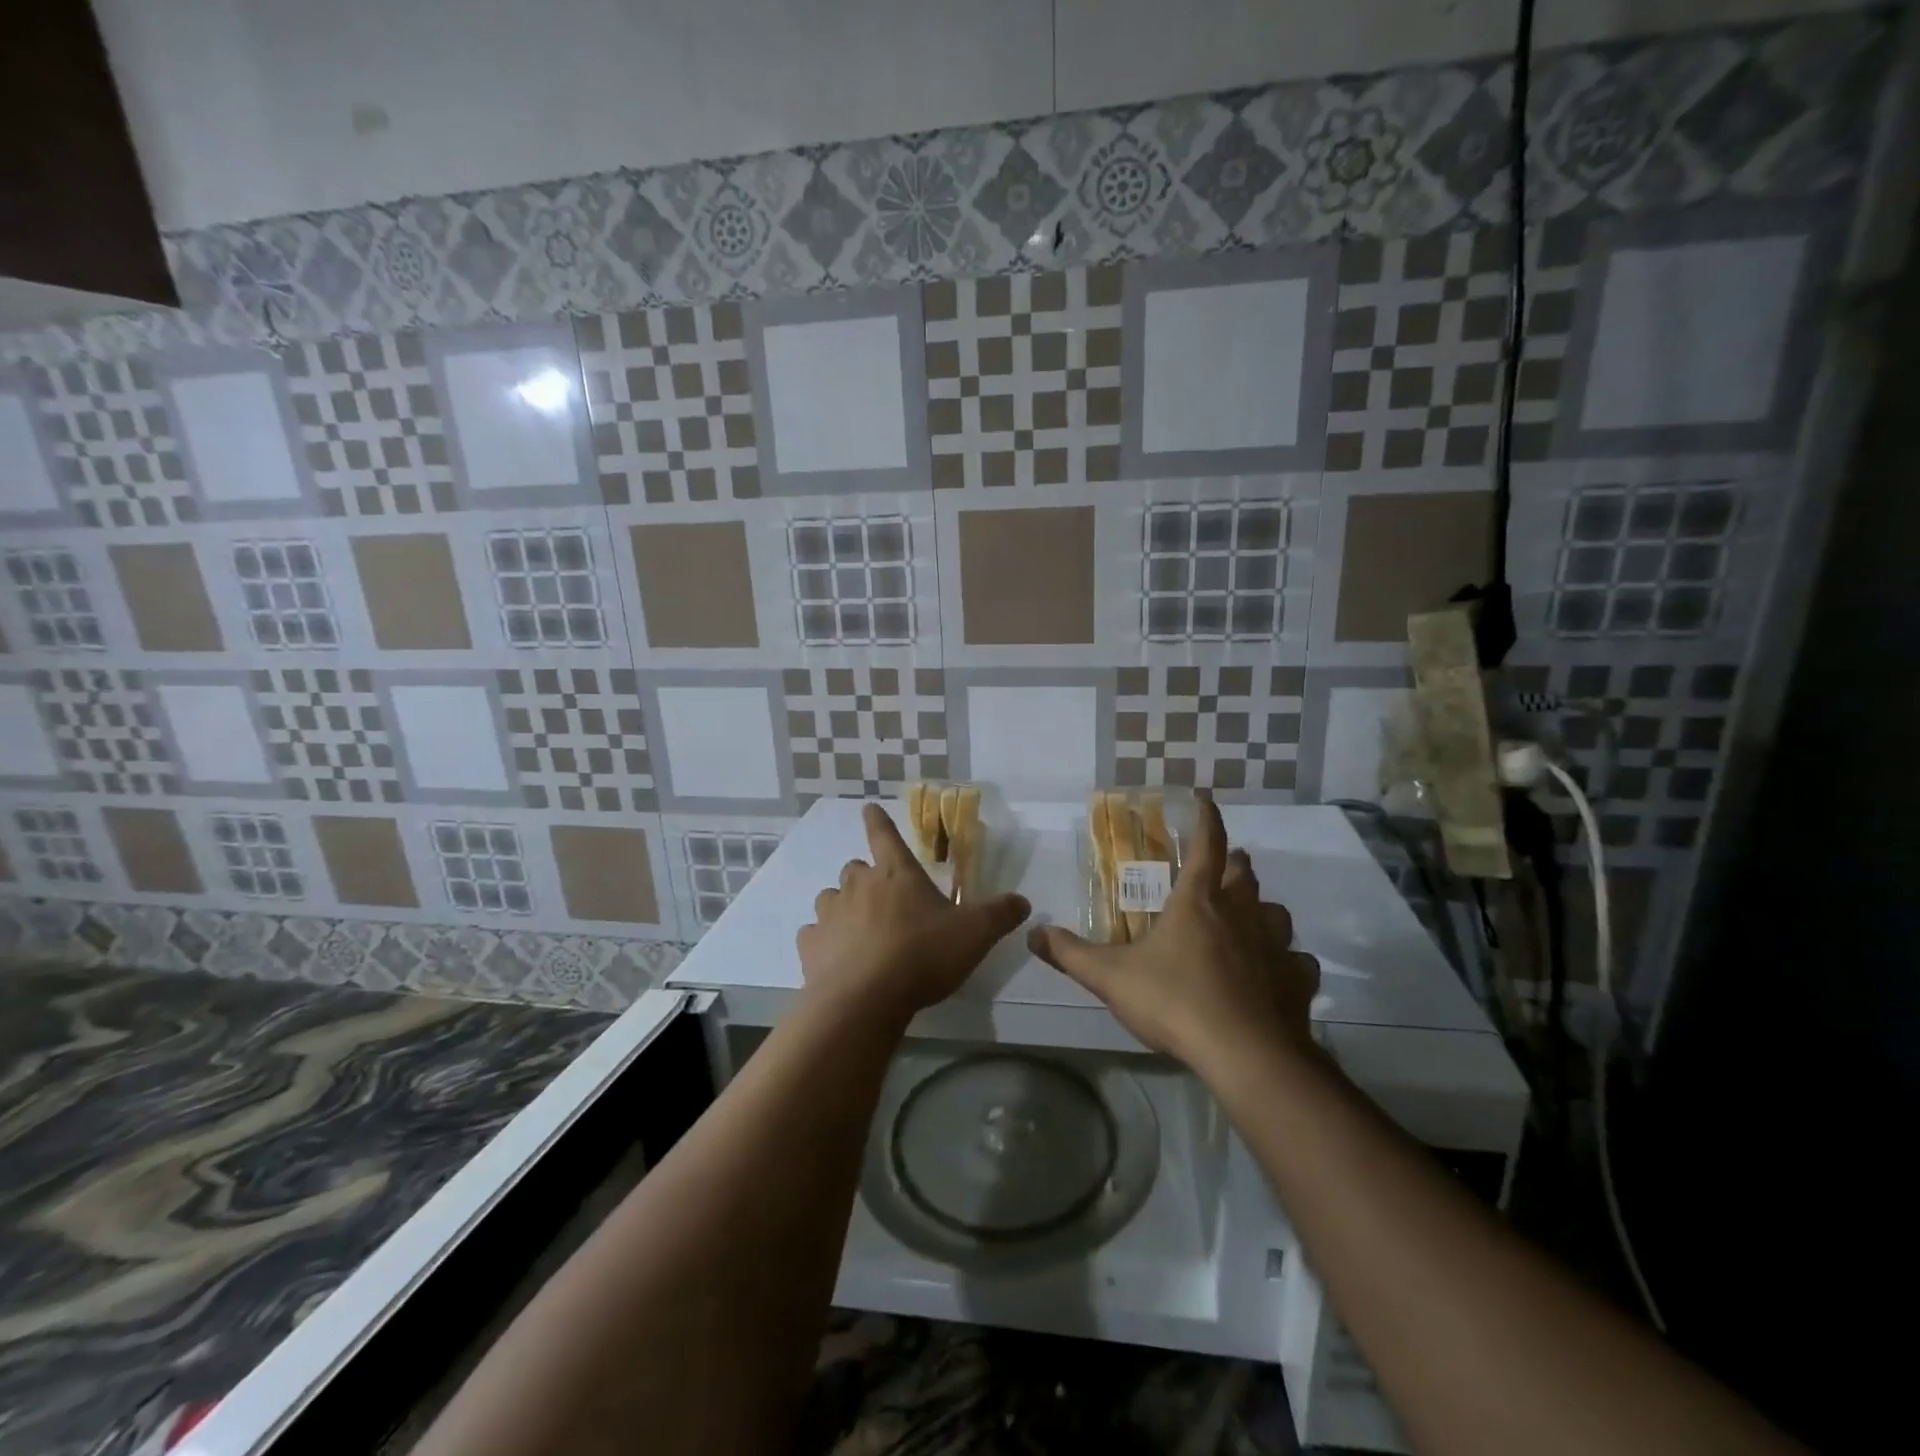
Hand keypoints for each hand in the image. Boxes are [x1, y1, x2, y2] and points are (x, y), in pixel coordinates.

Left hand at [799, 803, 1031, 1024]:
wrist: (865, 999)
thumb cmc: (922, 955)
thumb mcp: (974, 934)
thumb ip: (999, 915)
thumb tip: (1023, 901)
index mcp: (896, 873)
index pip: (884, 835)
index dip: (878, 820)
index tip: (868, 808)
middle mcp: (858, 885)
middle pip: (855, 869)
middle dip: (866, 878)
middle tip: (882, 898)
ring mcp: (830, 914)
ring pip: (830, 898)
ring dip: (842, 907)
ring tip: (858, 929)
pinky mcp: (810, 946)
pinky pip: (813, 934)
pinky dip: (823, 941)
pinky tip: (836, 958)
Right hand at [1027, 797, 1319, 1074]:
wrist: (1245, 1054)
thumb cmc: (1175, 1001)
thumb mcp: (1110, 977)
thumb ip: (1070, 954)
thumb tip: (1033, 933)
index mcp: (1198, 901)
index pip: (1207, 844)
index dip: (1206, 818)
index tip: (1204, 798)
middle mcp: (1242, 914)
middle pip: (1245, 874)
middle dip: (1234, 864)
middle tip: (1221, 869)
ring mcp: (1275, 946)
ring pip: (1277, 913)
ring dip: (1263, 910)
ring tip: (1249, 919)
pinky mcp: (1297, 981)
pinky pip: (1297, 962)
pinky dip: (1288, 962)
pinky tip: (1277, 974)